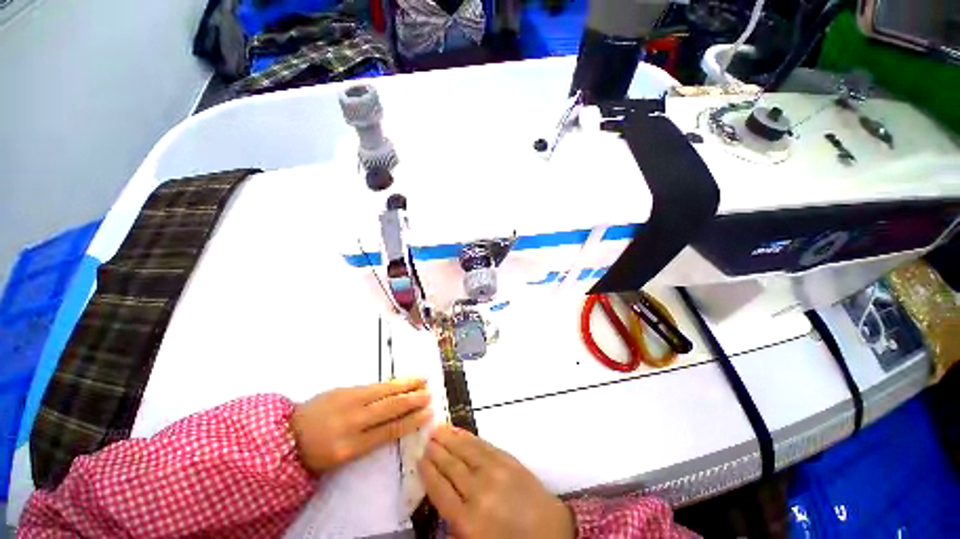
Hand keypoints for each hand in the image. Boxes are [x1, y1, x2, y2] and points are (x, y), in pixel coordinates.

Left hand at [291, 378, 432, 474]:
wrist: (286, 434)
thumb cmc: (317, 452)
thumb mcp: (342, 457)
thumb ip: (369, 439)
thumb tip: (397, 423)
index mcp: (350, 446)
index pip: (389, 430)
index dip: (411, 421)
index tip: (428, 413)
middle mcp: (352, 421)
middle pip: (389, 407)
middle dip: (413, 399)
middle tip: (430, 393)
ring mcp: (348, 401)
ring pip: (384, 391)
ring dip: (406, 385)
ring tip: (422, 380)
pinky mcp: (344, 389)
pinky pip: (374, 385)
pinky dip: (391, 382)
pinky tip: (401, 379)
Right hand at [419, 425, 574, 538]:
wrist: (549, 531)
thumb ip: (455, 520)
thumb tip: (440, 492)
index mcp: (467, 521)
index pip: (439, 490)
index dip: (428, 472)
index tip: (420, 459)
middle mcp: (478, 492)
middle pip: (450, 466)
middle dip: (436, 451)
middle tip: (426, 439)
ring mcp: (494, 472)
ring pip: (464, 451)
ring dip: (449, 438)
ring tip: (437, 429)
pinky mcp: (507, 459)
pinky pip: (482, 445)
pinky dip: (468, 437)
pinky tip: (459, 432)